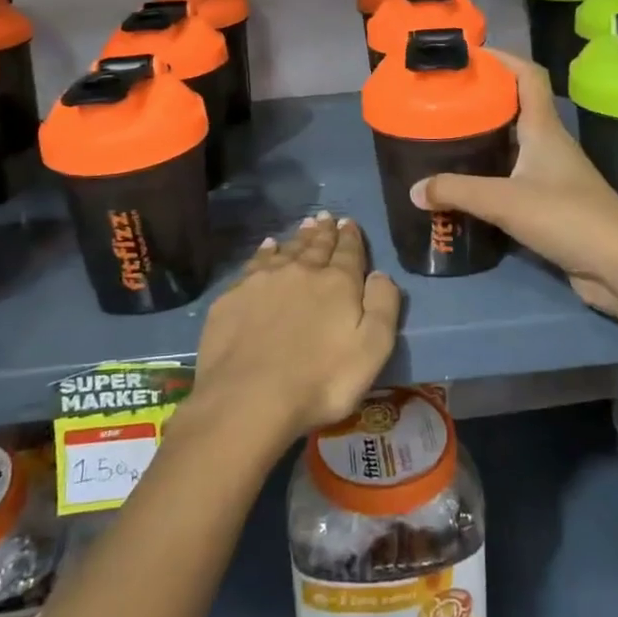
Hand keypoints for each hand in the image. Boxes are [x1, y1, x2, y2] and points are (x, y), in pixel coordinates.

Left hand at [189, 212, 401, 442]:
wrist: (248, 398)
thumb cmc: (320, 380)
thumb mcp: (372, 350)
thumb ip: (383, 306)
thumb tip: (381, 274)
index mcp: (338, 283)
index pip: (348, 251)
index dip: (350, 236)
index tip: (349, 222)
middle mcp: (301, 271)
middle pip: (316, 246)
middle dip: (324, 232)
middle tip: (326, 217)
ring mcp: (263, 281)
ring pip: (286, 250)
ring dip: (298, 238)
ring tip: (304, 226)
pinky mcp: (234, 297)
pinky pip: (255, 263)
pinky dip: (265, 251)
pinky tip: (267, 247)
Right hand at [411, 49, 617, 347]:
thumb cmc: (568, 218)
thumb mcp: (506, 201)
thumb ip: (457, 191)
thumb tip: (414, 189)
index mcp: (544, 129)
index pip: (528, 76)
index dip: (503, 58)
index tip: (469, 54)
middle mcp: (549, 144)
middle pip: (515, 108)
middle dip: (482, 99)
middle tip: (442, 101)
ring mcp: (552, 175)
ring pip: (513, 145)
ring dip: (484, 139)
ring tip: (444, 139)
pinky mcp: (550, 205)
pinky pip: (513, 179)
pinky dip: (490, 176)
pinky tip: (465, 186)